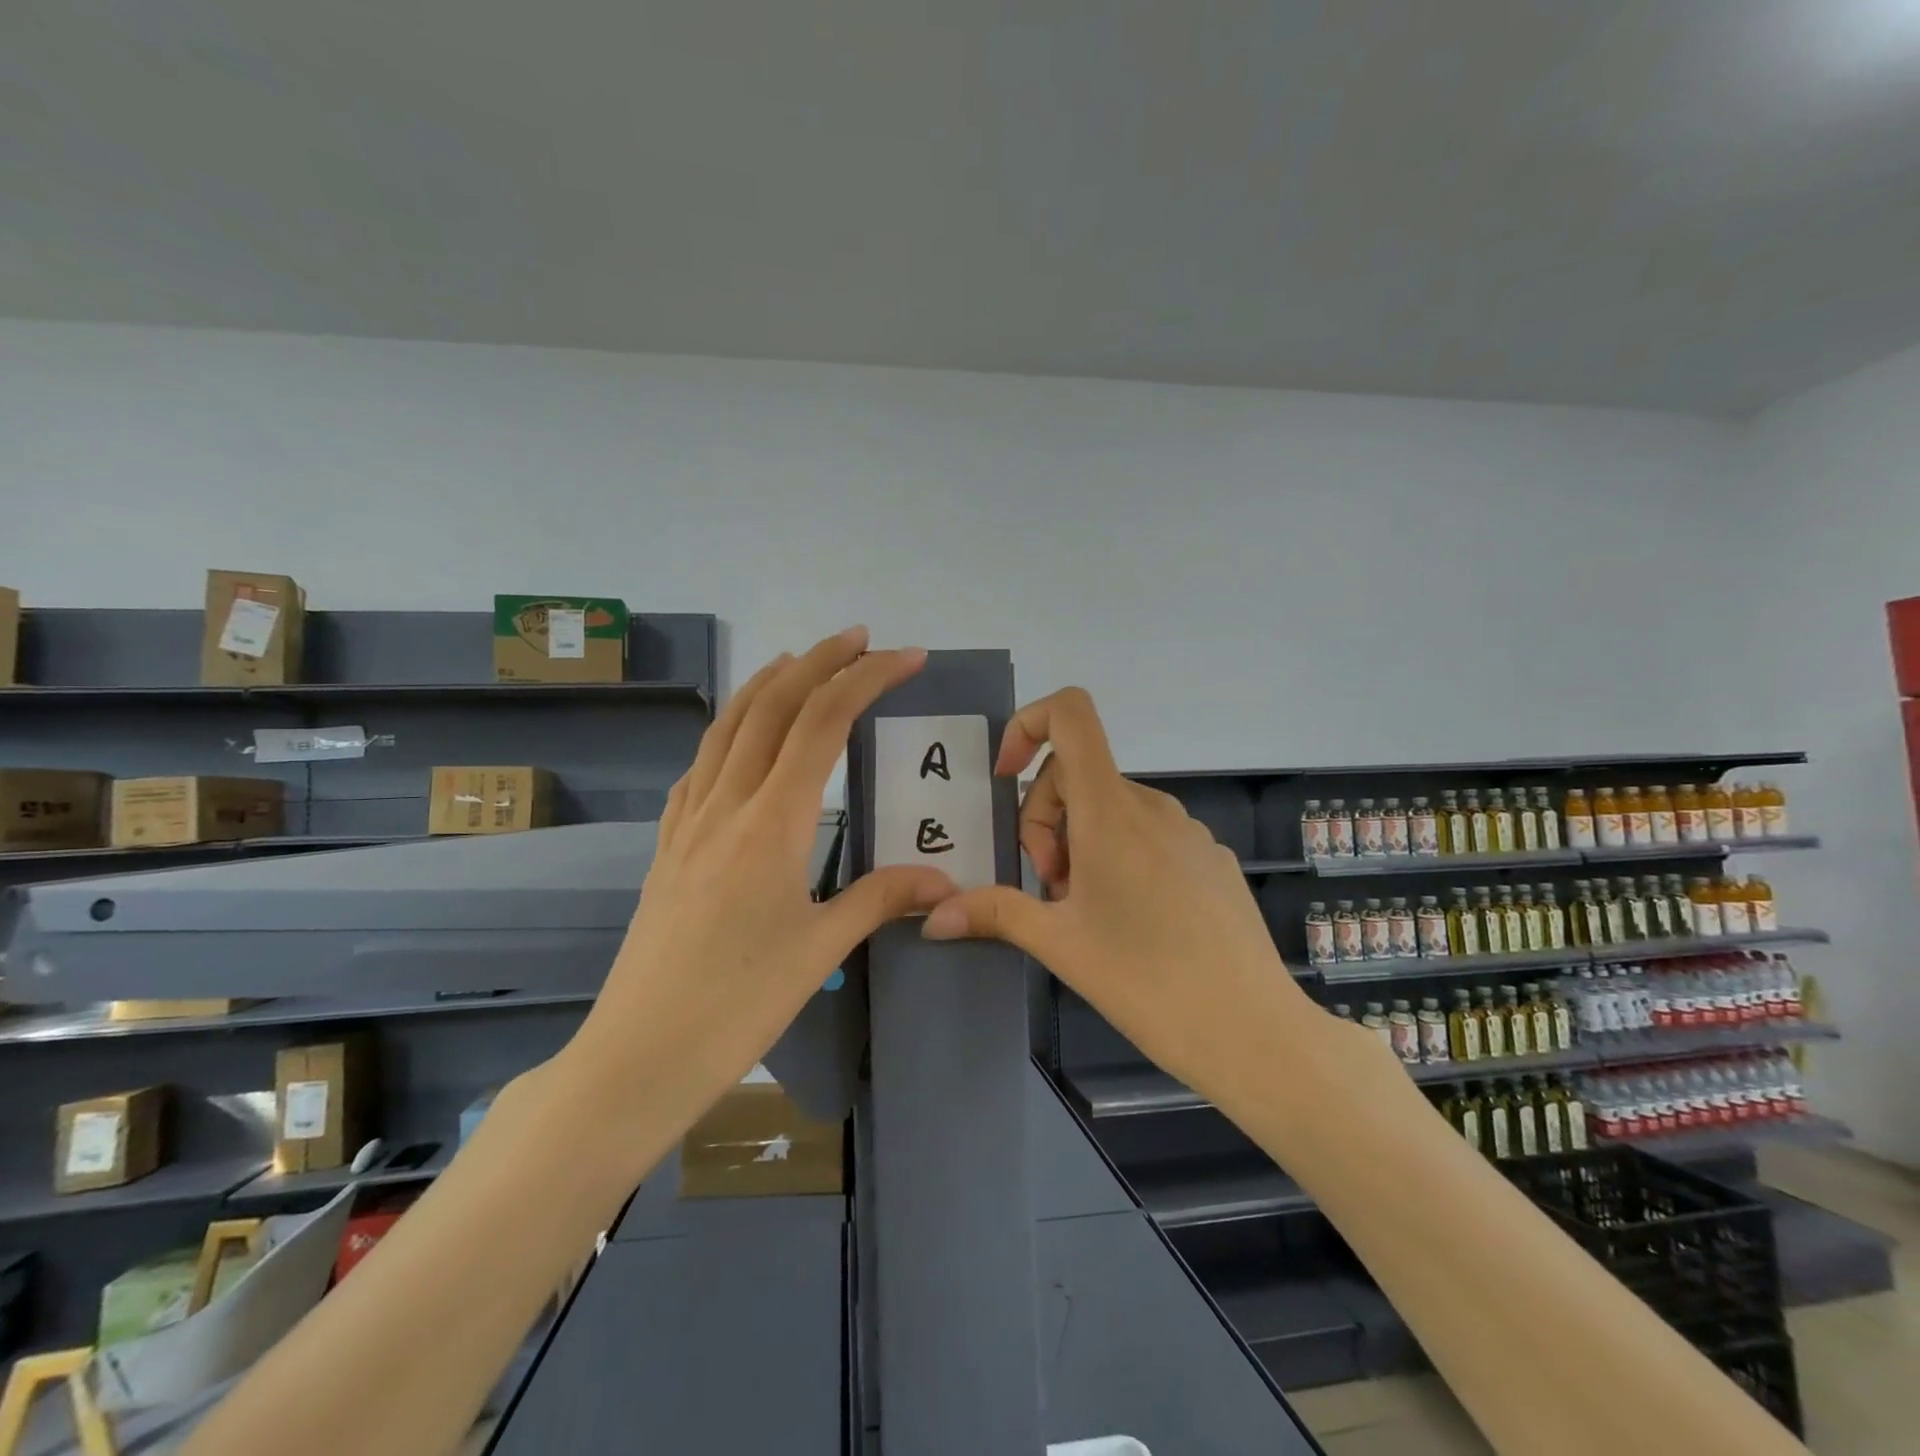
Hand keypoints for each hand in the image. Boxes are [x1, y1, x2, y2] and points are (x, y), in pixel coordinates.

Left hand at [561, 628, 958, 1120]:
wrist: (638, 1054)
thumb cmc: (738, 1004)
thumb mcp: (821, 948)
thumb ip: (881, 897)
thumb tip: (940, 877)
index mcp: (771, 822)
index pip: (823, 723)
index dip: (866, 679)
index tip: (905, 658)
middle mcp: (726, 804)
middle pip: (772, 706)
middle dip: (819, 661)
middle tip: (860, 639)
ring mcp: (688, 822)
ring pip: (727, 727)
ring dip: (766, 685)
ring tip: (798, 663)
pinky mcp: (667, 846)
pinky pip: (699, 767)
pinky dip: (728, 732)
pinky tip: (739, 741)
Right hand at [921, 687, 1336, 1100]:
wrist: (1254, 1032)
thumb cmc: (1147, 982)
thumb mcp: (1059, 944)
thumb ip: (993, 913)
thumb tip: (932, 915)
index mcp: (1111, 811)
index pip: (1071, 714)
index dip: (1027, 724)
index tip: (1005, 776)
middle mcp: (1152, 806)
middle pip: (1077, 773)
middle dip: (1045, 819)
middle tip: (1050, 888)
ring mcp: (1188, 831)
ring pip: (1110, 807)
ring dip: (1080, 842)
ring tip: (1086, 911)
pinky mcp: (1210, 858)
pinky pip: (1148, 833)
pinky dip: (1119, 854)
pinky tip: (1131, 919)